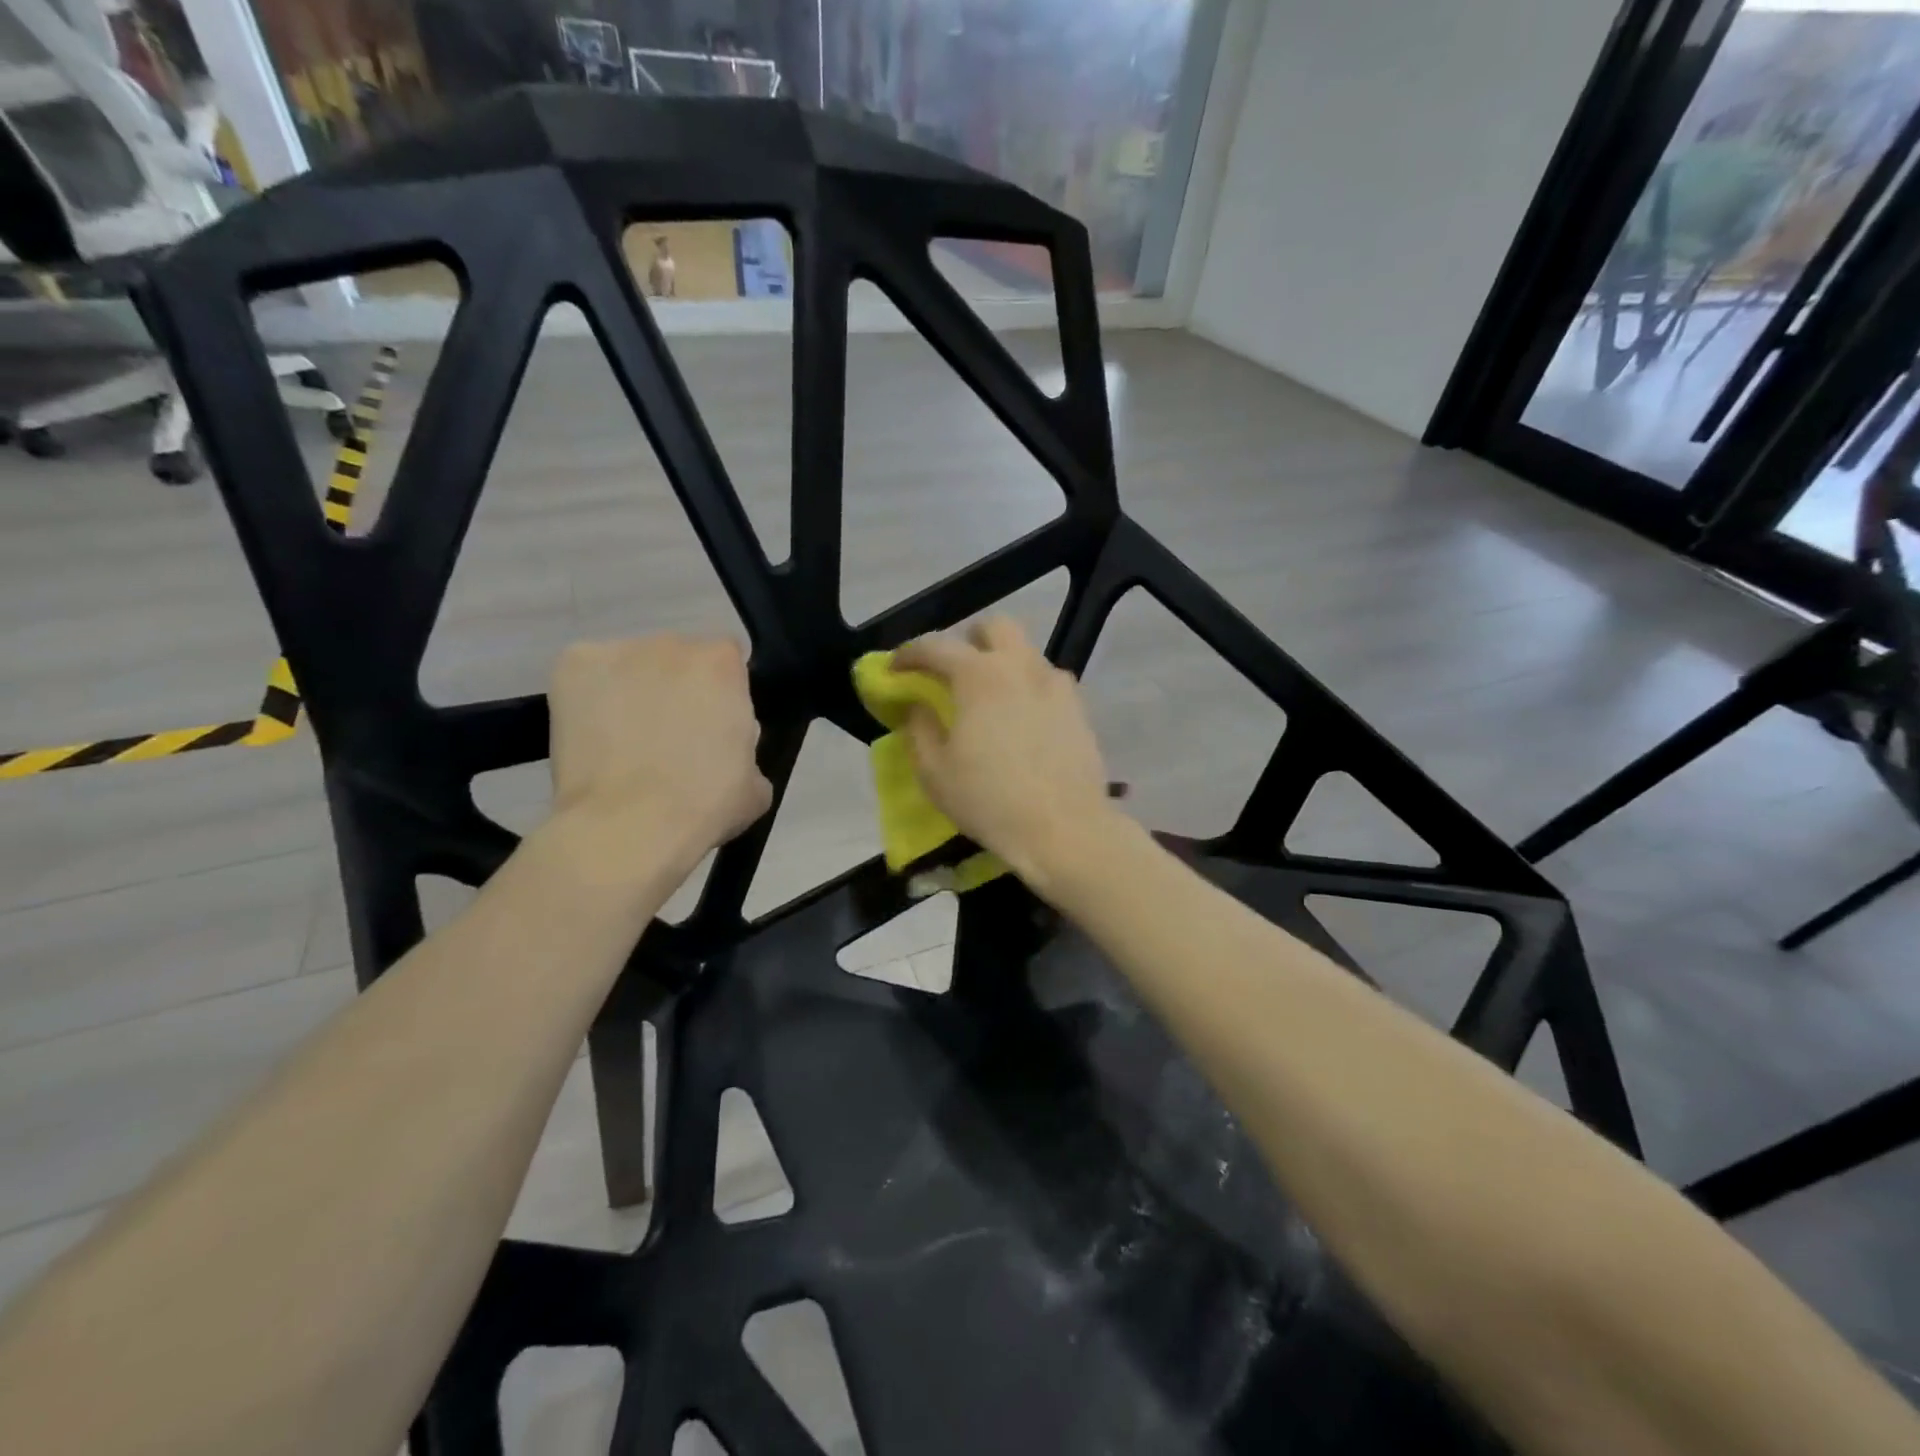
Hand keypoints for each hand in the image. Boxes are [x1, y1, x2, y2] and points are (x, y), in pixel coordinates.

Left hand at [548, 635, 771, 874]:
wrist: (627, 828)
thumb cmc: (704, 806)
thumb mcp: (756, 781)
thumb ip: (745, 745)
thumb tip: (726, 747)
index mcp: (722, 663)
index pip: (727, 661)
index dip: (721, 693)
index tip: (713, 725)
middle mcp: (672, 643)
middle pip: (678, 659)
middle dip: (677, 690)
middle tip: (669, 738)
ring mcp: (617, 651)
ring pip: (632, 667)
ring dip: (635, 692)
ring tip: (625, 743)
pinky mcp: (571, 667)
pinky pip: (589, 677)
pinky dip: (591, 699)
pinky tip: (595, 738)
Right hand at [893, 618, 1115, 887]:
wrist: (1064, 829)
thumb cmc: (990, 801)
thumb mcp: (935, 773)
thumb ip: (919, 729)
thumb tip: (917, 705)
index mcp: (979, 676)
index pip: (935, 646)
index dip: (908, 654)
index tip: (893, 669)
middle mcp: (1020, 666)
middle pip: (995, 627)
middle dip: (968, 639)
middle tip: (952, 671)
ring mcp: (1055, 684)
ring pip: (1025, 652)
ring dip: (1002, 662)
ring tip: (989, 698)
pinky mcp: (1078, 708)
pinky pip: (1048, 681)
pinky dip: (1028, 687)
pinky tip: (1023, 719)